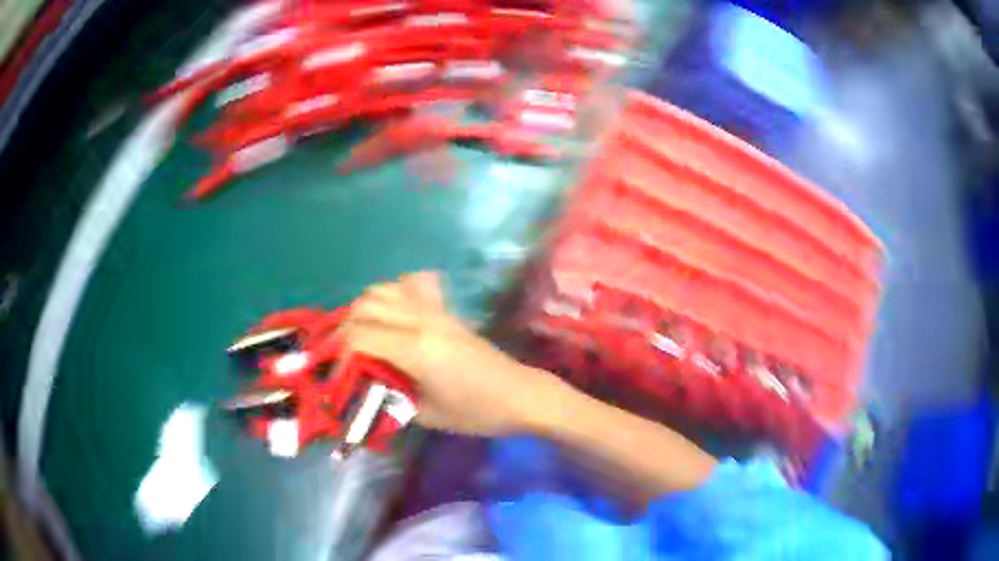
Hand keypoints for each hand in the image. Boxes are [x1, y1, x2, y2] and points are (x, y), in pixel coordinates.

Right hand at [341, 271, 563, 436]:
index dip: (338, 354)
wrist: (520, 396)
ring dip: (364, 309)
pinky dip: (393, 294)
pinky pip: (410, 286)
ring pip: (384, 289)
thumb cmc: (476, 413)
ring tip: (361, 337)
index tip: (333, 374)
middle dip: (344, 328)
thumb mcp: (425, 415)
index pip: (358, 336)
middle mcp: (422, 320)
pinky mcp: (445, 309)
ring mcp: (435, 310)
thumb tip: (360, 386)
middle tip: (342, 356)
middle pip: (365, 305)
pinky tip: (392, 316)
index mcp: (416, 349)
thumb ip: (387, 397)